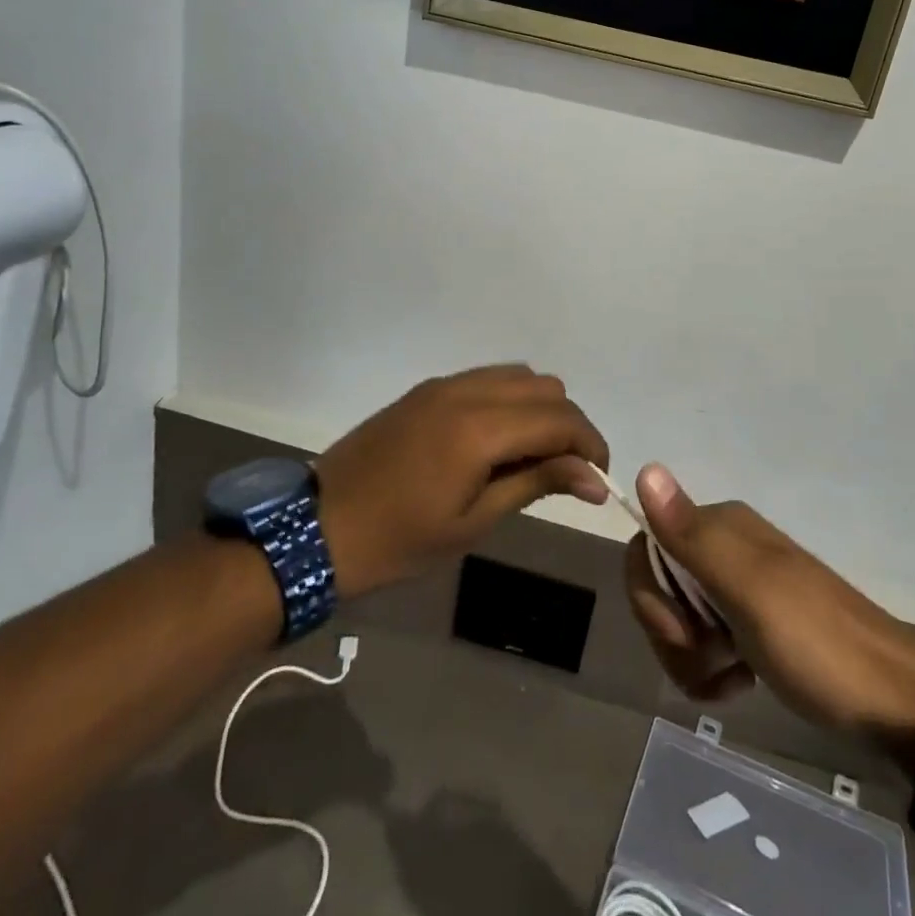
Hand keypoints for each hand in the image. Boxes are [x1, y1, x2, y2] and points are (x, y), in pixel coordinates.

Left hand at [314, 365, 609, 597]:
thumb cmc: (398, 540)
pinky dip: (510, 399)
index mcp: (480, 428)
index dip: (590, 444)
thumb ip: (536, 484)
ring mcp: (444, 384)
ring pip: (519, 375)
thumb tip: (594, 478)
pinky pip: (487, 378)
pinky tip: (498, 440)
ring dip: (540, 407)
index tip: (598, 478)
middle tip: (565, 470)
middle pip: (546, 387)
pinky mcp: (427, 389)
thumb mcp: (473, 522)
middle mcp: (467, 391)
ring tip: (532, 455)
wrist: (316, 528)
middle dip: (569, 424)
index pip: (559, 418)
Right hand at [626, 464, 914, 746]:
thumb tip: (645, 467)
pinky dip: (709, 668)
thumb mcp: (748, 590)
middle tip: (710, 659)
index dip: (650, 595)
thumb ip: (692, 536)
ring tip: (729, 680)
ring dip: (690, 658)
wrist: (891, 700)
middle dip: (671, 633)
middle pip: (660, 585)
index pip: (648, 547)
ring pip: (679, 618)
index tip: (681, 633)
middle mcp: (725, 546)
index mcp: (720, 527)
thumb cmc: (816, 642)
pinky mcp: (752, 623)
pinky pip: (705, 641)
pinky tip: (737, 684)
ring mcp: (740, 586)